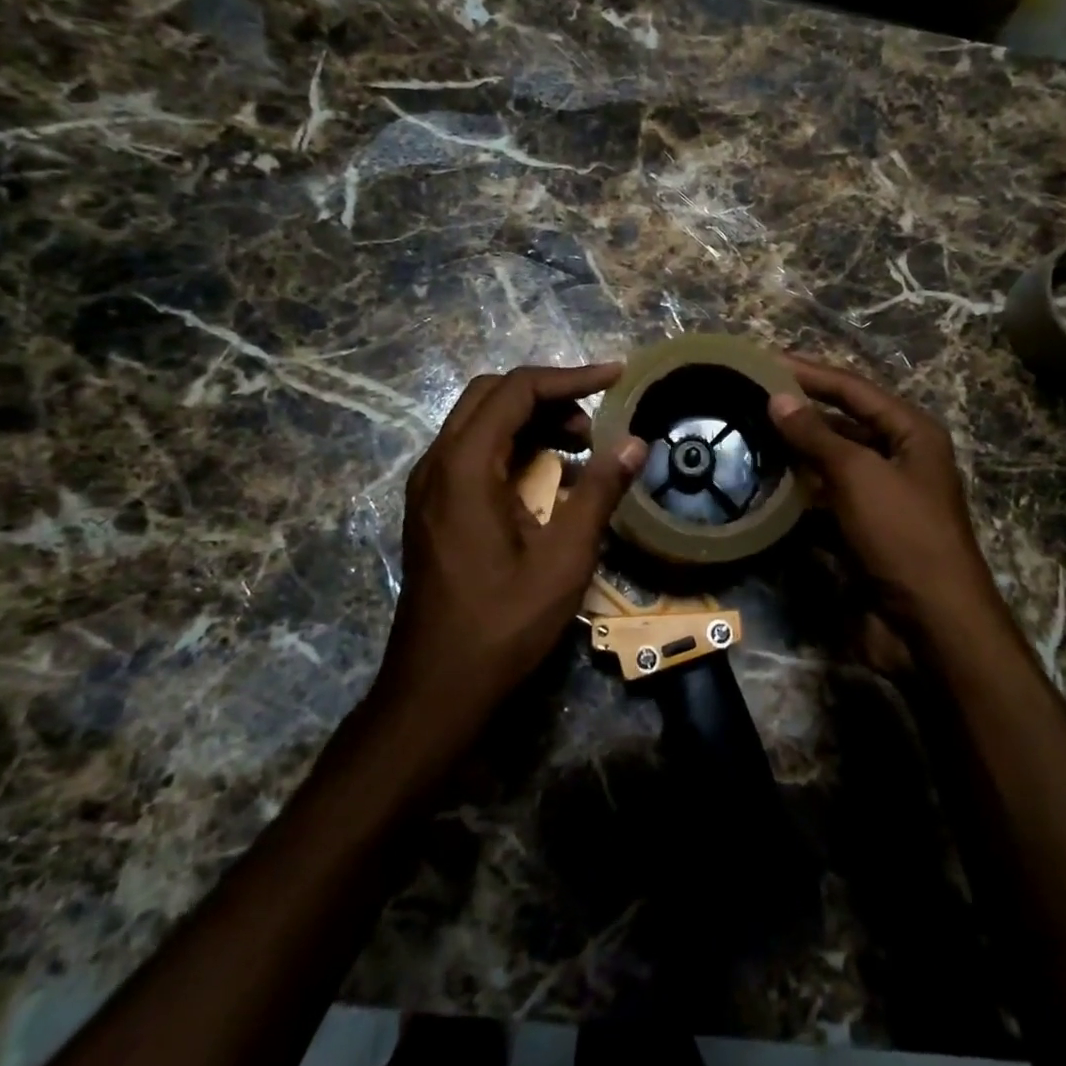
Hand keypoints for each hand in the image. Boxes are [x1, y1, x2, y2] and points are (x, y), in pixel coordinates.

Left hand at [381, 365, 647, 724]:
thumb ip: (600, 492)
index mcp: (464, 465)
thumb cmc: (503, 624)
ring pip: (480, 422)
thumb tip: (635, 442)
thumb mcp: (564, 558)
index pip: (518, 390)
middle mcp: (437, 463)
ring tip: (580, 450)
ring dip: (531, 421)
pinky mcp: (433, 508)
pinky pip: (474, 453)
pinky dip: (515, 448)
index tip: (617, 377)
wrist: (437, 688)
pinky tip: (550, 479)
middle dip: (549, 396)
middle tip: (594, 423)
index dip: (571, 377)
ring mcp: (429, 486)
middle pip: (492, 395)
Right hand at [768, 355, 997, 634]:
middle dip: (800, 410)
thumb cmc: (903, 535)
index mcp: (911, 433)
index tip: (765, 360)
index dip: (810, 372)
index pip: (853, 389)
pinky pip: (826, 499)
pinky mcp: (864, 530)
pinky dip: (799, 492)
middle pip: (843, 422)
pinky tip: (766, 485)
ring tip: (749, 435)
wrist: (931, 625)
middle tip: (750, 396)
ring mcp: (882, 497)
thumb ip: (816, 434)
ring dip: (796, 451)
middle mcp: (899, 458)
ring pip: (832, 462)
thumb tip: (779, 397)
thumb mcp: (859, 475)